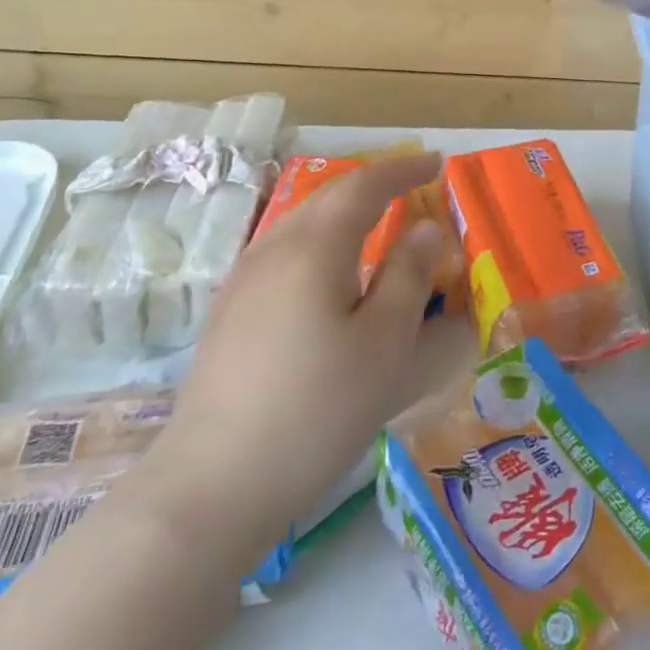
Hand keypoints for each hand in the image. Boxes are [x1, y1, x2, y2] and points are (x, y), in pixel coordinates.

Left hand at [133, 154, 458, 571]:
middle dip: (374, 184)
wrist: (212, 485)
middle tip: (412, 186)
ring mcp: (245, 279)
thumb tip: (425, 229)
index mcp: (315, 246)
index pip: (365, 186)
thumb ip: (408, 276)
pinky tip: (331, 271)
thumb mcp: (385, 343)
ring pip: (303, 222)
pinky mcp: (231, 311)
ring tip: (378, 221)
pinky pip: (286, 250)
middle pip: (329, 197)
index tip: (436, 163)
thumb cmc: (317, 408)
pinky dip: (322, 240)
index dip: (403, 169)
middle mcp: (274, 248)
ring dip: (345, 210)